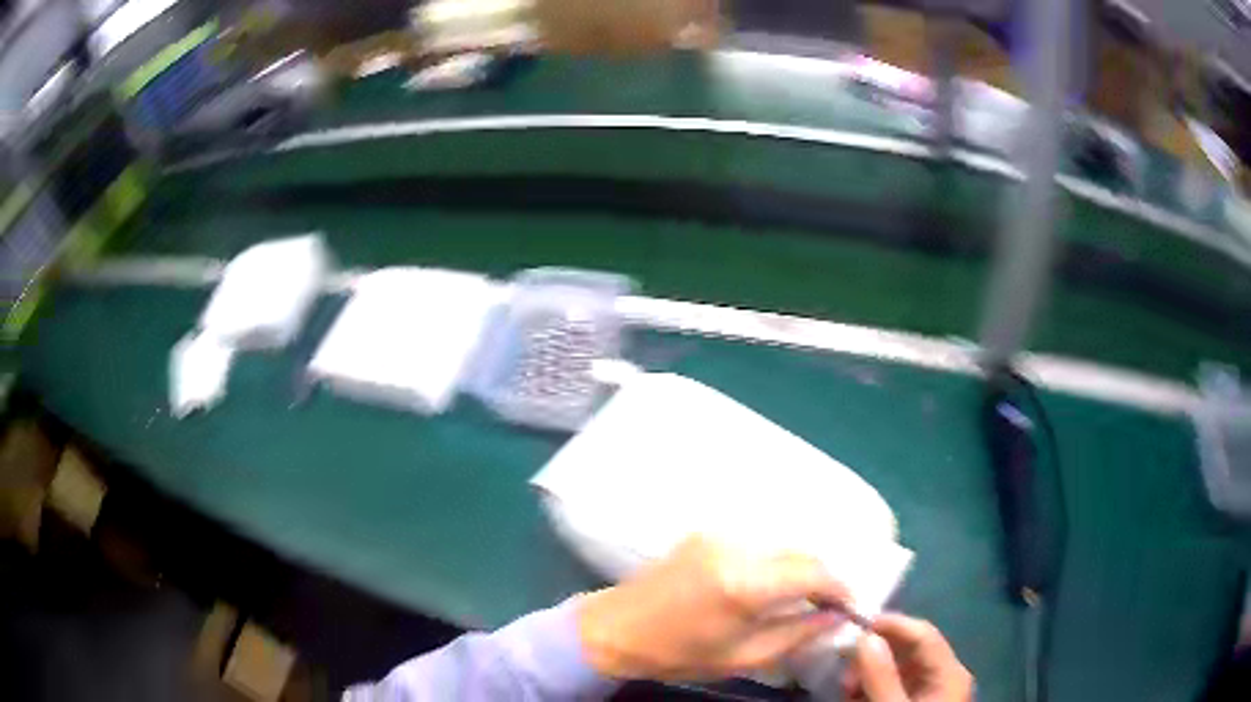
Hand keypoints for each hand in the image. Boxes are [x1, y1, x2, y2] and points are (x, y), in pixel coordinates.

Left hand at [576, 535, 850, 680]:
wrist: (614, 629)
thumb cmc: (678, 653)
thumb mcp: (743, 657)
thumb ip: (797, 634)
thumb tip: (837, 618)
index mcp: (744, 583)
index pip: (815, 573)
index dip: (841, 589)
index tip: (852, 607)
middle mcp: (736, 546)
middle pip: (803, 552)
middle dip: (825, 577)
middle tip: (832, 604)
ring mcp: (719, 533)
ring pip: (783, 543)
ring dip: (803, 566)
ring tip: (807, 596)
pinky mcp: (707, 531)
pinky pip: (759, 540)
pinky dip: (777, 558)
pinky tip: (776, 581)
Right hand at [842, 614, 972, 701]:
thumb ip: (880, 676)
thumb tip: (865, 637)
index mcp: (950, 672)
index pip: (923, 633)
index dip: (891, 623)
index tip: (854, 623)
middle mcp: (945, 674)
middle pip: (910, 649)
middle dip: (875, 652)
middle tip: (843, 664)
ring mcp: (931, 690)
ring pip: (899, 666)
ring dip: (869, 671)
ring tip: (845, 687)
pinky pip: (894, 684)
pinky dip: (872, 686)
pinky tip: (853, 696)